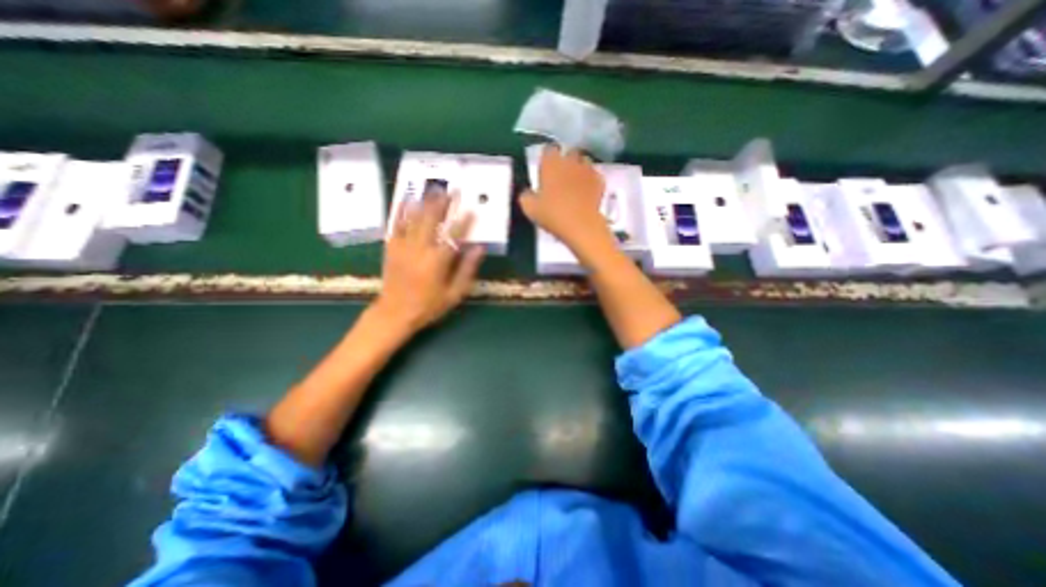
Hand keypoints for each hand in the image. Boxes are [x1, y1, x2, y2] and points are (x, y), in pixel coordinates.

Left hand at [374, 194, 482, 335]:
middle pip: (432, 220)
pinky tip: (407, 199)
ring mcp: (403, 246)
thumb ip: (467, 270)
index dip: (464, 222)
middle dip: (442, 203)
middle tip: (451, 190)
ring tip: (432, 188)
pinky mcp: (391, 247)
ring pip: (414, 218)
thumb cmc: (428, 306)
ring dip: (424, 201)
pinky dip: (402, 210)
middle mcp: (420, 249)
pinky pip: (396, 224)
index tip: (472, 209)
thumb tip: (479, 248)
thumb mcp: (454, 294)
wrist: (395, 313)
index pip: (454, 235)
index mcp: (437, 262)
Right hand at [520, 145, 614, 251]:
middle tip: (560, 177)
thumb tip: (527, 193)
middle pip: (568, 152)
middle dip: (565, 161)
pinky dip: (590, 180)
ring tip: (574, 183)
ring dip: (579, 168)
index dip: (547, 159)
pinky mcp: (600, 181)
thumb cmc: (552, 215)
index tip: (545, 169)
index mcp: (551, 164)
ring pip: (583, 161)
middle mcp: (570, 161)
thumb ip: (526, 196)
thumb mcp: (530, 209)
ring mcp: (587, 169)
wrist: (581, 225)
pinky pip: (594, 175)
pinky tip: (586, 192)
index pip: (548, 150)